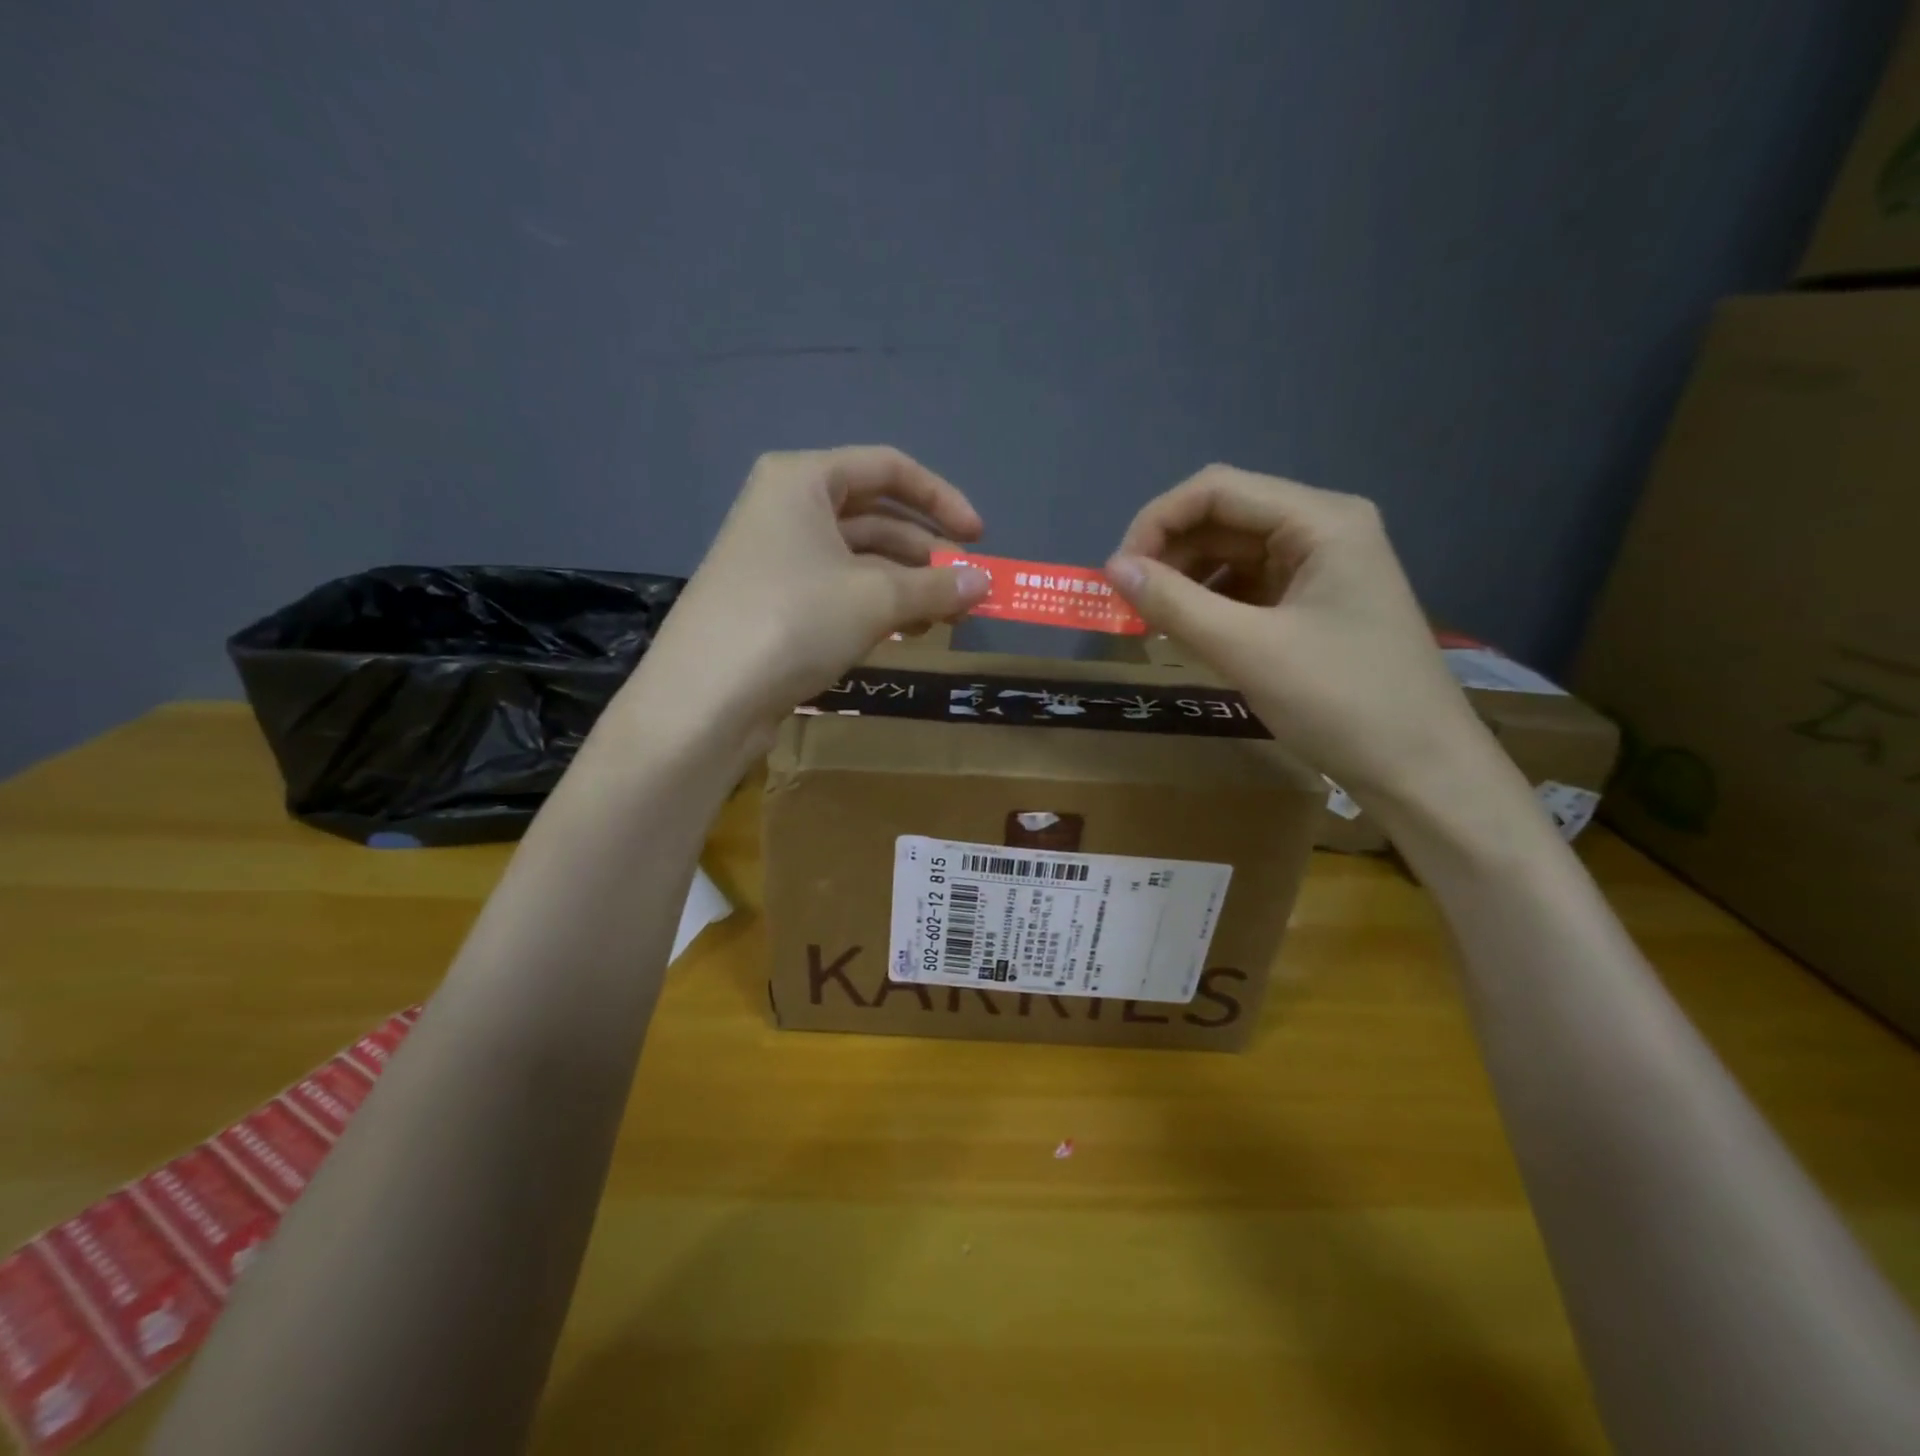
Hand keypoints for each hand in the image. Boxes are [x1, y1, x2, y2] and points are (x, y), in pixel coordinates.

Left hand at [625, 447, 990, 745]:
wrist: (706, 697)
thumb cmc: (794, 620)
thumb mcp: (875, 599)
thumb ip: (936, 586)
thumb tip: (984, 584)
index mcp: (803, 480)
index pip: (888, 469)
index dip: (942, 499)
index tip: (979, 539)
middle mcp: (786, 508)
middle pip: (875, 517)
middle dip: (926, 553)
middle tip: (965, 590)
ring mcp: (776, 557)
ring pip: (858, 559)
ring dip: (906, 586)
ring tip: (944, 619)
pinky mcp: (773, 602)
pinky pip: (838, 590)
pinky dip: (876, 607)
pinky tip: (906, 633)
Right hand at [1106, 465, 1484, 802]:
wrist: (1421, 770)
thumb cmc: (1341, 702)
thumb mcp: (1248, 650)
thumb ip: (1175, 604)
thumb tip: (1112, 569)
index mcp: (1319, 520)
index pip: (1216, 490)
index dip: (1156, 523)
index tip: (1116, 575)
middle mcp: (1322, 530)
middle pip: (1224, 518)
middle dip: (1169, 555)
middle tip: (1127, 605)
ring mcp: (1322, 568)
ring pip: (1232, 555)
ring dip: (1186, 582)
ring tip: (1153, 623)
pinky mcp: (1316, 605)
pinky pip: (1249, 589)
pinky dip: (1211, 606)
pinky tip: (1189, 635)